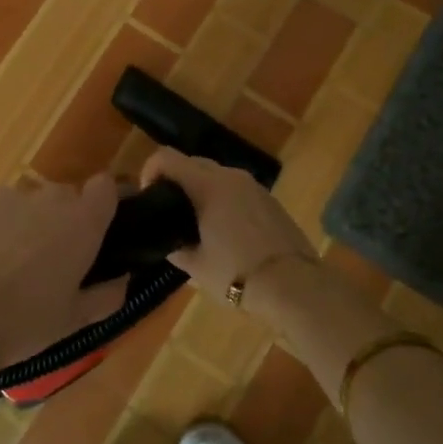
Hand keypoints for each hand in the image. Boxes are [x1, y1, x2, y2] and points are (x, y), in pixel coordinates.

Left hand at [0, 175, 128, 392]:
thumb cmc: (23, 323)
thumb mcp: (74, 321)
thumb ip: (107, 295)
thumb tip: (122, 279)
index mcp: (83, 223)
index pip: (106, 187)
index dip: (104, 202)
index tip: (99, 226)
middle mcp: (51, 198)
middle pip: (66, 197)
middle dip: (62, 220)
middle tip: (49, 259)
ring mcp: (11, 194)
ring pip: (29, 202)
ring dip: (27, 221)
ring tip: (7, 261)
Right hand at [139, 148, 314, 308]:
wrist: (294, 286)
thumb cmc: (236, 274)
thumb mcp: (196, 266)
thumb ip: (175, 248)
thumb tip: (169, 242)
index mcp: (208, 185)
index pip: (167, 157)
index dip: (150, 170)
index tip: (148, 196)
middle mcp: (231, 176)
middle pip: (192, 162)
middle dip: (176, 179)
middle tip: (169, 211)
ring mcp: (254, 186)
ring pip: (217, 175)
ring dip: (201, 189)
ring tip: (197, 222)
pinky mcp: (270, 200)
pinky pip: (237, 190)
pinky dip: (224, 199)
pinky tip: (225, 230)